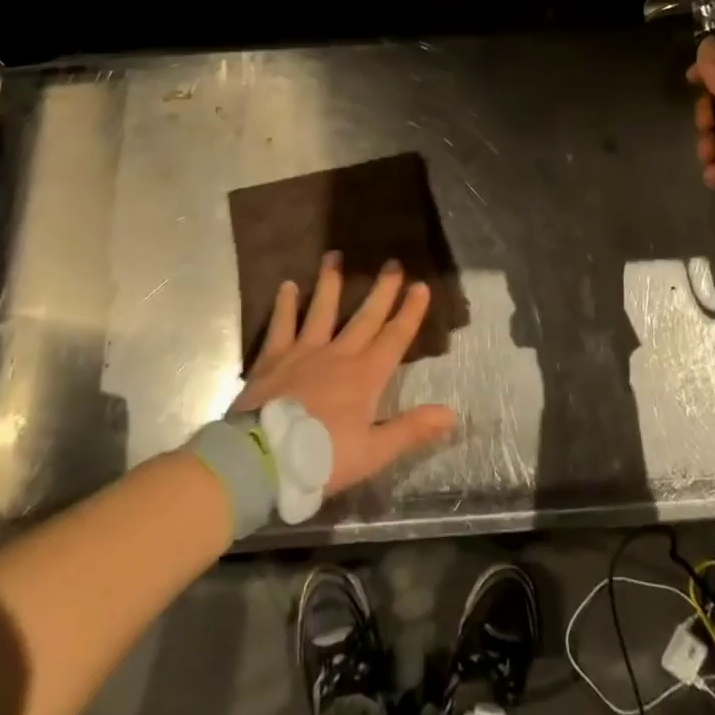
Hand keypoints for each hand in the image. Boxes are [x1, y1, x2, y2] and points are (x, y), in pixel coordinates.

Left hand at [232, 252, 456, 493]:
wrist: (262, 459)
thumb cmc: (321, 458)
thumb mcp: (373, 452)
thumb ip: (411, 430)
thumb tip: (452, 413)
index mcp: (365, 377)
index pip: (394, 338)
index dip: (410, 313)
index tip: (421, 286)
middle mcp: (338, 354)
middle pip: (365, 317)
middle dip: (382, 290)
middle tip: (393, 262)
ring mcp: (304, 351)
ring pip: (322, 309)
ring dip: (330, 282)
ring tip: (335, 255)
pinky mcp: (273, 357)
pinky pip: (282, 324)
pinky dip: (285, 304)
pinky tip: (287, 285)